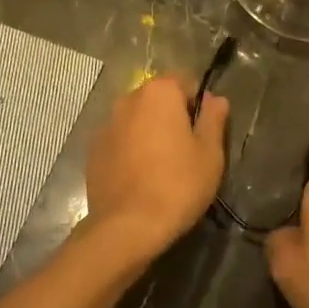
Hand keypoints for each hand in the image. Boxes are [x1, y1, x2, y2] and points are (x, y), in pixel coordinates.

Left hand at [84, 75, 228, 258]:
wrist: (128, 226)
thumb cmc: (178, 184)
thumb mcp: (210, 153)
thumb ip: (214, 119)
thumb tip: (215, 98)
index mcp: (159, 93)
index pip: (185, 82)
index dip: (198, 104)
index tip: (204, 132)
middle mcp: (128, 100)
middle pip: (158, 99)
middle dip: (172, 116)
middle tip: (186, 150)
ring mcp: (106, 125)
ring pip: (137, 120)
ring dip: (150, 132)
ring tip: (162, 166)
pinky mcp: (93, 151)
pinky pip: (120, 140)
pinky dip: (131, 150)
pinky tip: (140, 177)